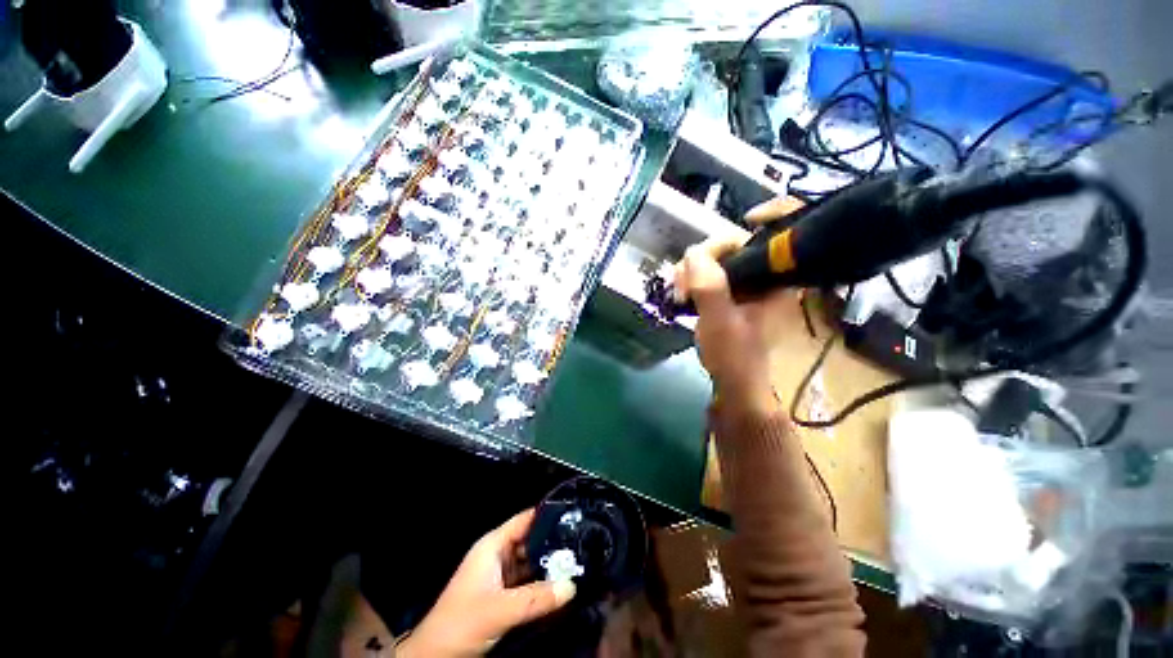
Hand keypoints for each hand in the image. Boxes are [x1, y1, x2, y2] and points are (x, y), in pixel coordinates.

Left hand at [396, 509, 575, 656]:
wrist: (434, 657)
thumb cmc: (462, 622)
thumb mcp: (500, 609)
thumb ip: (536, 597)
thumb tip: (572, 585)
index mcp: (493, 545)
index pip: (525, 519)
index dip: (547, 514)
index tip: (573, 514)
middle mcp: (499, 555)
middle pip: (531, 540)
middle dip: (554, 541)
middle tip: (583, 541)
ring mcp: (501, 575)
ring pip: (531, 562)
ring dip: (551, 563)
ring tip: (579, 559)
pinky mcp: (503, 595)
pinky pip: (528, 581)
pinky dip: (543, 582)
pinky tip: (563, 583)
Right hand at [673, 196, 806, 414]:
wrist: (732, 381)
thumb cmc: (734, 355)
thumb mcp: (721, 322)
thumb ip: (710, 287)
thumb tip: (694, 252)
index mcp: (778, 279)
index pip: (782, 232)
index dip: (774, 212)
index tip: (746, 219)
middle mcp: (764, 276)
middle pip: (737, 242)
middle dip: (705, 255)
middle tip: (683, 281)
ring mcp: (744, 283)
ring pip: (717, 257)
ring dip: (692, 269)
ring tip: (679, 292)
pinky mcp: (728, 292)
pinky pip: (708, 272)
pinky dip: (692, 278)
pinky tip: (681, 292)